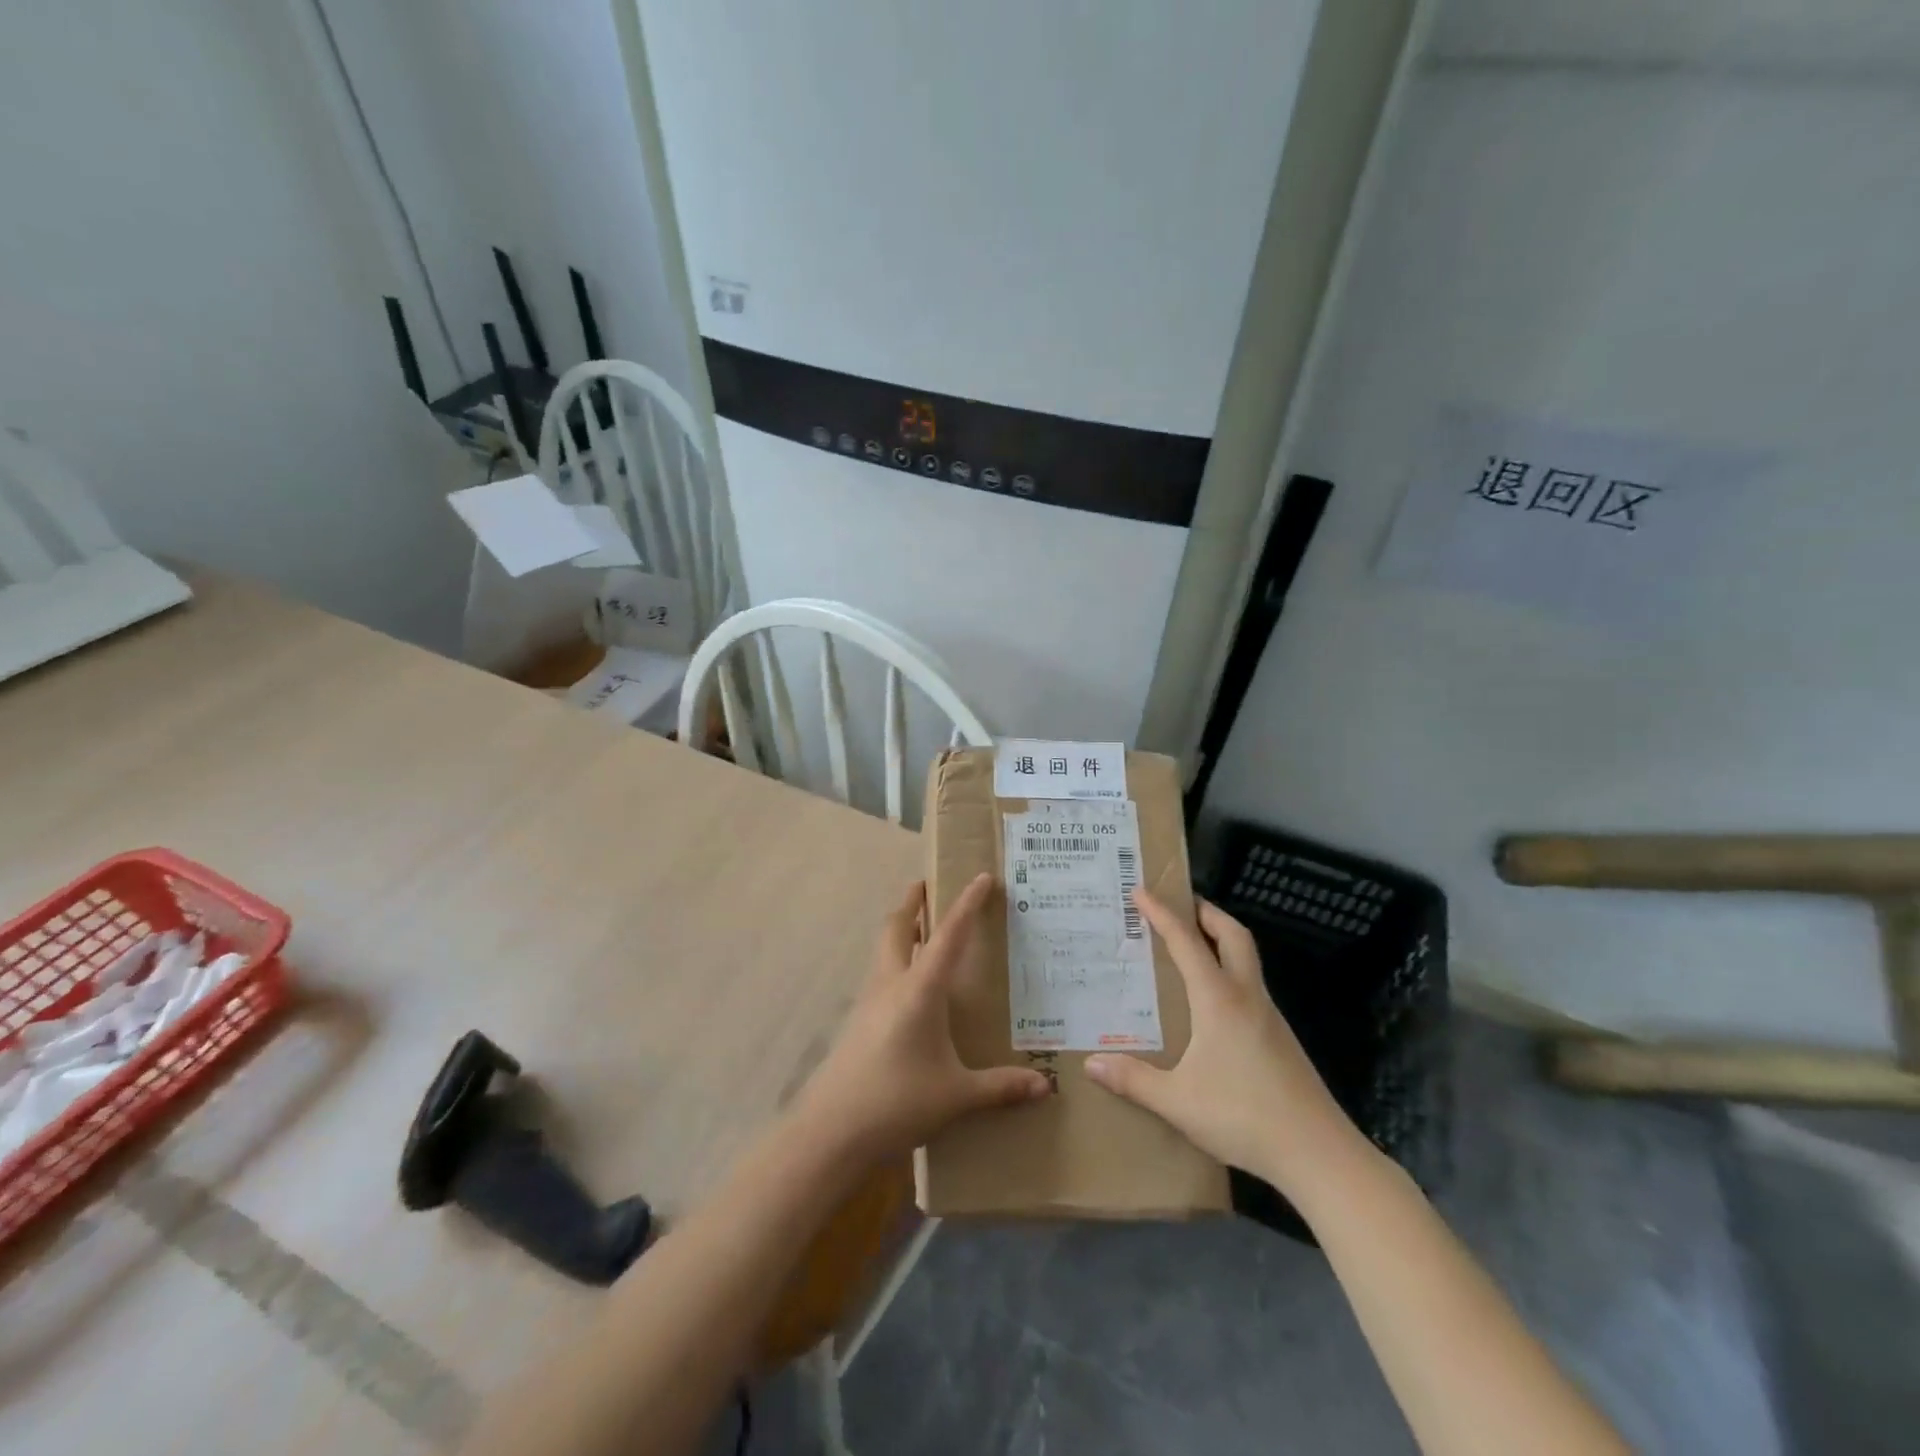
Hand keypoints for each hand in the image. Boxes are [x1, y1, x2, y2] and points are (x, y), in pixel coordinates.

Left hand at [792, 873, 1050, 1166]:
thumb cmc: (898, 1102)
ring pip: (884, 947)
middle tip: (930, 886)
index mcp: (920, 990)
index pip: (948, 935)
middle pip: (898, 926)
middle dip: (913, 901)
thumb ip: (1001, 1087)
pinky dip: (896, 960)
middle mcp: (891, 983)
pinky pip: (880, 973)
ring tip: (923, 928)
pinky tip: (911, 986)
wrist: (831, 1130)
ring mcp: (869, 1000)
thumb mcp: (956, 1095)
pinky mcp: (858, 1020)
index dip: (967, 903)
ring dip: (902, 928)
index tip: (982, 877)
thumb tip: (1045, 1087)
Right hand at [1085, 889, 1368, 1200]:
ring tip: (1190, 947)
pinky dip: (1228, 972)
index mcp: (1219, 999)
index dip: (1162, 913)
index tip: (1140, 891)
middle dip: (1206, 912)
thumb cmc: (1244, 1117)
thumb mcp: (1178, 1102)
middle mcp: (1246, 997)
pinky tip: (1211, 1002)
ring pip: (1246, 959)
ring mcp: (1269, 1017)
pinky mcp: (1280, 1039)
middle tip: (1179, 904)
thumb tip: (1091, 1064)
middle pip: (1233, 935)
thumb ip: (1133, 1080)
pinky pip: (1250, 987)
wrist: (1319, 1154)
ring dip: (1220, 941)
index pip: (1186, 941)